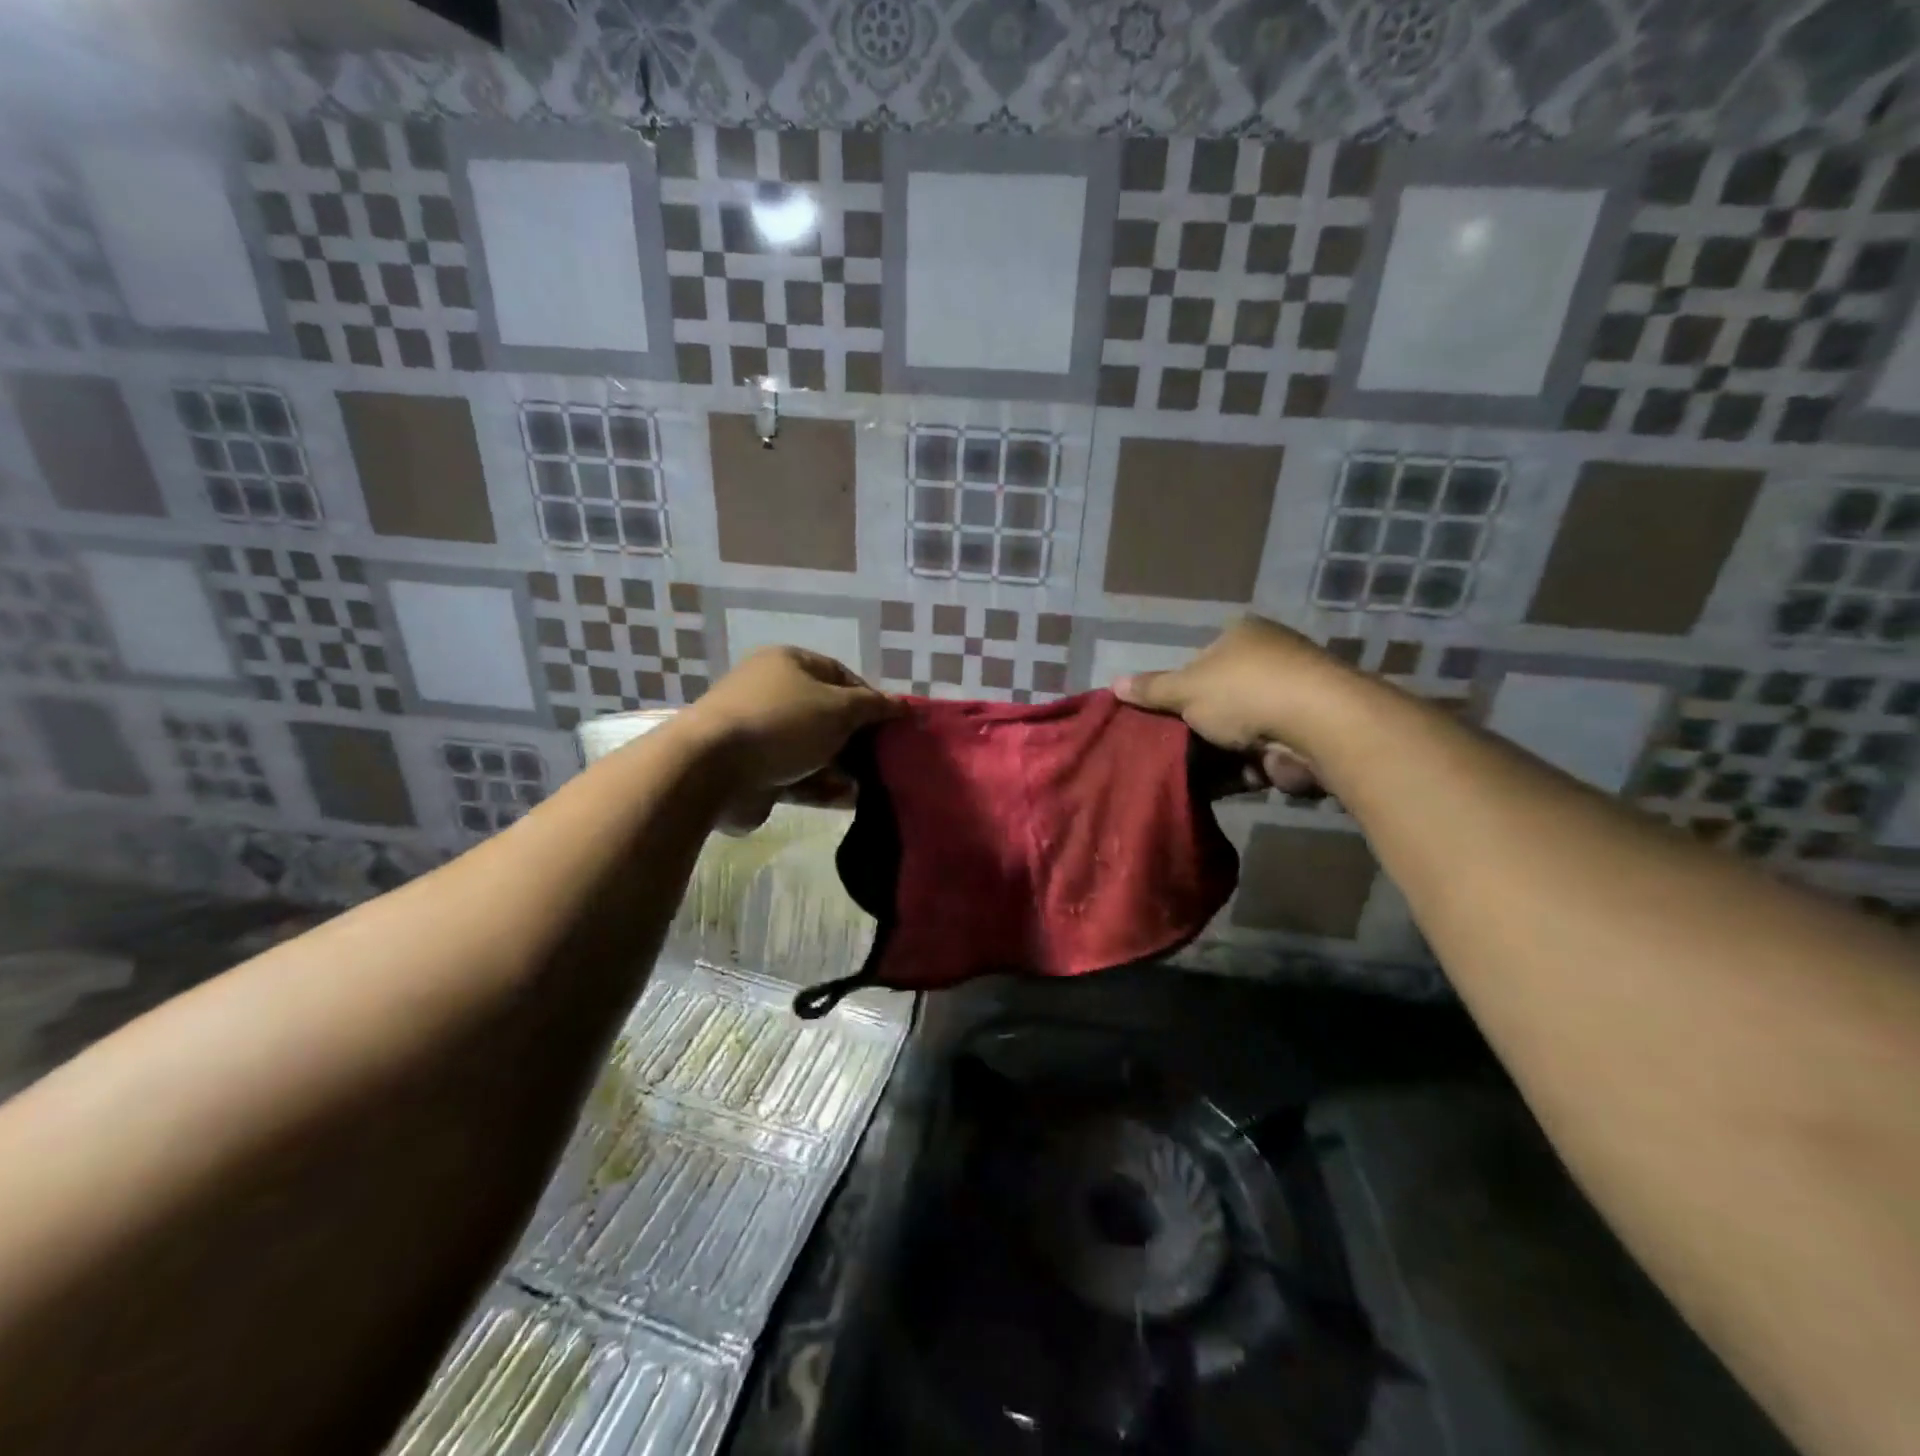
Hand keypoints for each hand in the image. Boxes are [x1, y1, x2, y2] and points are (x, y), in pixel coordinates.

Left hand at [679, 647, 898, 830]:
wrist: (712, 769)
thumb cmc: (781, 723)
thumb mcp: (838, 708)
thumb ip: (873, 707)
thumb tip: (903, 705)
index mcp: (788, 664)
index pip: (840, 675)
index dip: (870, 698)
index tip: (893, 724)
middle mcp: (773, 694)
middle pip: (827, 714)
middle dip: (858, 737)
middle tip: (887, 757)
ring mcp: (762, 734)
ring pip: (815, 749)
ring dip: (844, 766)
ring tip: (874, 784)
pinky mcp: (756, 771)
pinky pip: (799, 776)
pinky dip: (823, 787)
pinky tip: (851, 799)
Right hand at [1111, 616, 1342, 794]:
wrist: (1318, 727)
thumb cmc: (1244, 692)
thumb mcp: (1186, 689)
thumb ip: (1152, 690)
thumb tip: (1114, 684)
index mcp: (1243, 634)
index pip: (1202, 658)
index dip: (1181, 686)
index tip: (1166, 714)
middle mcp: (1271, 658)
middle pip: (1221, 695)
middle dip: (1199, 723)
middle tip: (1170, 746)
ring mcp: (1292, 696)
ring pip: (1239, 728)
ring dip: (1219, 751)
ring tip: (1187, 771)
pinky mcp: (1304, 734)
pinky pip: (1260, 753)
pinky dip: (1241, 770)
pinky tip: (1217, 784)